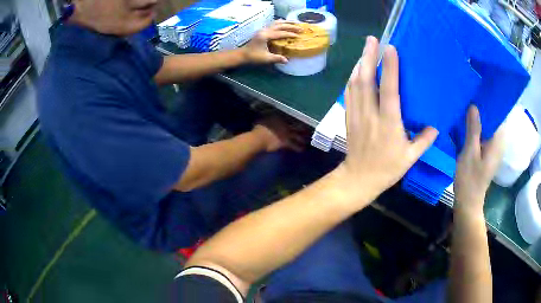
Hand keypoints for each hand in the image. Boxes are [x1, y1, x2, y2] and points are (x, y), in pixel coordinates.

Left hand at [241, 21, 301, 63]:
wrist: (243, 54)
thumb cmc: (253, 57)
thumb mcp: (266, 58)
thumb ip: (276, 58)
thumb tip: (287, 60)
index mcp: (265, 36)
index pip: (280, 33)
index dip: (290, 34)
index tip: (298, 35)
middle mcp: (264, 30)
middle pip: (280, 25)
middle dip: (291, 26)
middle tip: (301, 28)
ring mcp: (263, 30)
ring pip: (276, 23)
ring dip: (286, 23)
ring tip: (295, 23)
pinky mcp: (263, 31)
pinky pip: (273, 24)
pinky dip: (281, 23)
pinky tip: (285, 24)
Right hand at [253, 116, 307, 152]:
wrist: (258, 139)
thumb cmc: (257, 129)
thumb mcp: (262, 120)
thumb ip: (267, 117)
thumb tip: (268, 115)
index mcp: (279, 118)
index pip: (290, 117)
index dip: (296, 119)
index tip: (301, 119)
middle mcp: (285, 124)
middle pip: (297, 126)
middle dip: (303, 127)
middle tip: (309, 129)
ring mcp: (286, 134)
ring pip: (298, 135)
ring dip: (303, 138)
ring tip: (308, 140)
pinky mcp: (286, 143)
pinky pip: (294, 145)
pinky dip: (298, 147)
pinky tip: (302, 149)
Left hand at [335, 36, 437, 199]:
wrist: (359, 178)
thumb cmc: (387, 169)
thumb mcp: (411, 157)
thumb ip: (424, 140)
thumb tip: (436, 125)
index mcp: (389, 123)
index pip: (389, 90)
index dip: (390, 67)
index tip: (390, 48)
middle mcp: (371, 114)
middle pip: (367, 80)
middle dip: (369, 56)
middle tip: (372, 39)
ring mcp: (357, 114)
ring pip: (355, 83)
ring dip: (360, 63)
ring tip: (366, 49)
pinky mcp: (349, 116)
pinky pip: (349, 93)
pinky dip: (352, 78)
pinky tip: (357, 69)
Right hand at [454, 105, 503, 213]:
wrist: (468, 202)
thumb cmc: (470, 179)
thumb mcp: (470, 153)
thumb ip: (473, 129)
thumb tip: (474, 106)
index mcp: (497, 142)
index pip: (499, 115)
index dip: (491, 102)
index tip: (480, 91)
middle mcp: (499, 143)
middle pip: (494, 119)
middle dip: (484, 108)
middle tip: (471, 96)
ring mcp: (494, 149)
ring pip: (489, 126)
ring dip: (480, 117)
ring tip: (468, 106)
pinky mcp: (488, 153)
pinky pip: (485, 134)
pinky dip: (478, 127)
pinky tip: (468, 124)